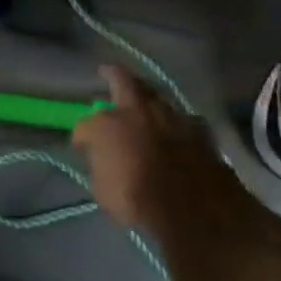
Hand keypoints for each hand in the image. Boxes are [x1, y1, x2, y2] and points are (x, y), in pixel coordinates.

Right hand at [72, 66, 235, 230]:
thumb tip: (103, 159)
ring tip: (144, 103)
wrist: (192, 208)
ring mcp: (170, 114)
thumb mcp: (103, 190)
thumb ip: (101, 166)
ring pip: (155, 95)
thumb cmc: (138, 202)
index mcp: (107, 125)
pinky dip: (175, 122)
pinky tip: (176, 129)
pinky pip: (182, 118)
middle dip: (112, 75)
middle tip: (107, 72)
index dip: (82, 135)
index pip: (86, 124)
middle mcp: (138, 110)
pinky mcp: (198, 128)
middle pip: (122, 81)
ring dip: (147, 99)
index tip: (82, 145)